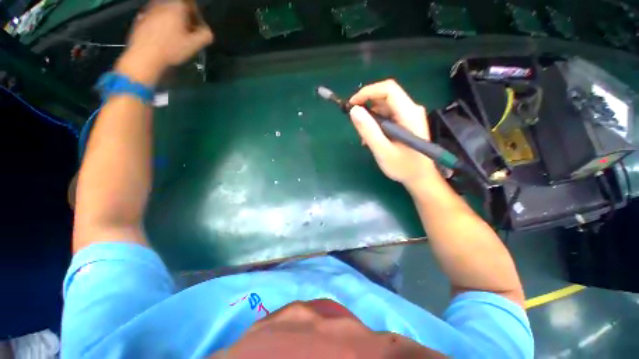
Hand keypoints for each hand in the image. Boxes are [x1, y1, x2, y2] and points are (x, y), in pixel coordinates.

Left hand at [115, 0, 213, 85]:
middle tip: (186, 33)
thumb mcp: (194, 45)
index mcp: (177, 6)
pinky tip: (161, 37)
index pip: (191, 5)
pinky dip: (160, 24)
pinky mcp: (140, 17)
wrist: (144, 56)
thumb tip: (208, 32)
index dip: (196, 16)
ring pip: (165, 12)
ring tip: (174, 36)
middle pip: (177, 7)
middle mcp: (162, 3)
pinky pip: (155, 17)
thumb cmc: (171, 49)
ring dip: (171, 21)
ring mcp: (149, 9)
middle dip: (183, 18)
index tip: (197, 28)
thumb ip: (205, 36)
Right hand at [349, 80, 438, 188]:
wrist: (420, 177)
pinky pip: (387, 115)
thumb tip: (354, 110)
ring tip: (365, 137)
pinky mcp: (406, 121)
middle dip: (367, 107)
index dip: (368, 92)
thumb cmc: (403, 166)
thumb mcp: (383, 151)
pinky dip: (376, 124)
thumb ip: (368, 131)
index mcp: (409, 113)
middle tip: (356, 123)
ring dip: (370, 118)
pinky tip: (373, 138)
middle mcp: (411, 109)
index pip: (388, 89)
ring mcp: (409, 115)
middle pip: (385, 96)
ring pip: (384, 106)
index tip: (352, 104)